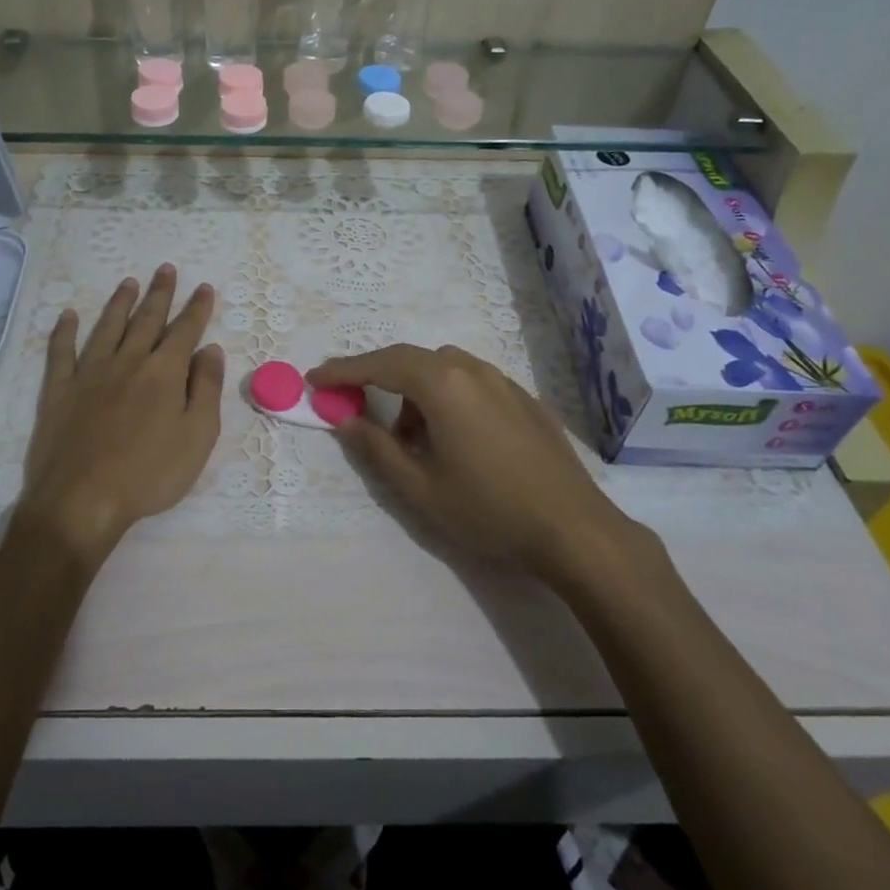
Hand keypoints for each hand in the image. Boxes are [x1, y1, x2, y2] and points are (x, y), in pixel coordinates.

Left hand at [17, 265, 223, 562]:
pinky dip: (64, 331)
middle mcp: (127, 362)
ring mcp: (89, 374)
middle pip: (146, 320)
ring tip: (128, 282)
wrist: (82, 501)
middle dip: (160, 293)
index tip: (204, 287)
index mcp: (164, 373)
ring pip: (107, 327)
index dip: (197, 308)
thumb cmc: (150, 474)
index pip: (185, 330)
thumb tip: (210, 349)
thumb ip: (206, 389)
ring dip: (119, 303)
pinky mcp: (59, 391)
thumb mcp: (197, 436)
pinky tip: (68, 316)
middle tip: (166, 268)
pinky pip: (61, 352)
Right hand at [310, 345, 631, 578]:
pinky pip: (474, 383)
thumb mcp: (420, 488)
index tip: (315, 381)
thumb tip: (345, 421)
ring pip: (445, 370)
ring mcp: (504, 382)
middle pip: (412, 360)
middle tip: (355, 405)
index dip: (344, 371)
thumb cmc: (488, 509)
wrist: (574, 529)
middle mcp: (473, 371)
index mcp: (443, 385)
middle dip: (378, 377)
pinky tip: (456, 439)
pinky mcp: (526, 400)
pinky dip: (449, 397)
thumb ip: (377, 449)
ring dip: (416, 391)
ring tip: (412, 438)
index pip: (381, 365)